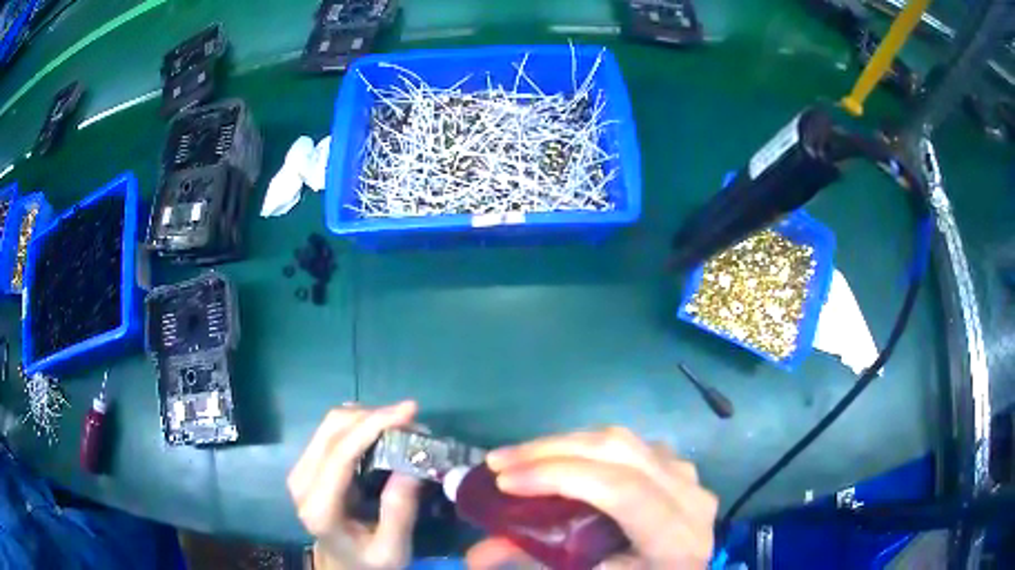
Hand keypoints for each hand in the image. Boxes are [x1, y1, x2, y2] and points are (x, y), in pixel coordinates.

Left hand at [288, 401, 420, 569]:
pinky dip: (360, 424)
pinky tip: (381, 432)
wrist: (341, 564)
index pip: (340, 454)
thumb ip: (399, 512)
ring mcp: (300, 469)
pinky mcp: (306, 464)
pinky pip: (331, 431)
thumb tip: (412, 464)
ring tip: (401, 426)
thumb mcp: (392, 550)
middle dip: (374, 416)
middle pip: (332, 429)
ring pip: (330, 423)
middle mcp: (301, 482)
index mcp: (319, 508)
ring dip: (367, 417)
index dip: (373, 425)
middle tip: (412, 421)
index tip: (409, 410)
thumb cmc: (368, 561)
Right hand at [472, 427, 717, 569]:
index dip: (561, 477)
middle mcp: (691, 499)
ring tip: (520, 458)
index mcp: (677, 540)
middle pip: (620, 452)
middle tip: (498, 462)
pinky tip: (562, 461)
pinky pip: (630, 444)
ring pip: (623, 440)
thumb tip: (473, 555)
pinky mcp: (679, 467)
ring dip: (565, 443)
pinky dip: (588, 448)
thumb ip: (536, 562)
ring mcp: (689, 477)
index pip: (622, 491)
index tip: (503, 481)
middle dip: (551, 451)